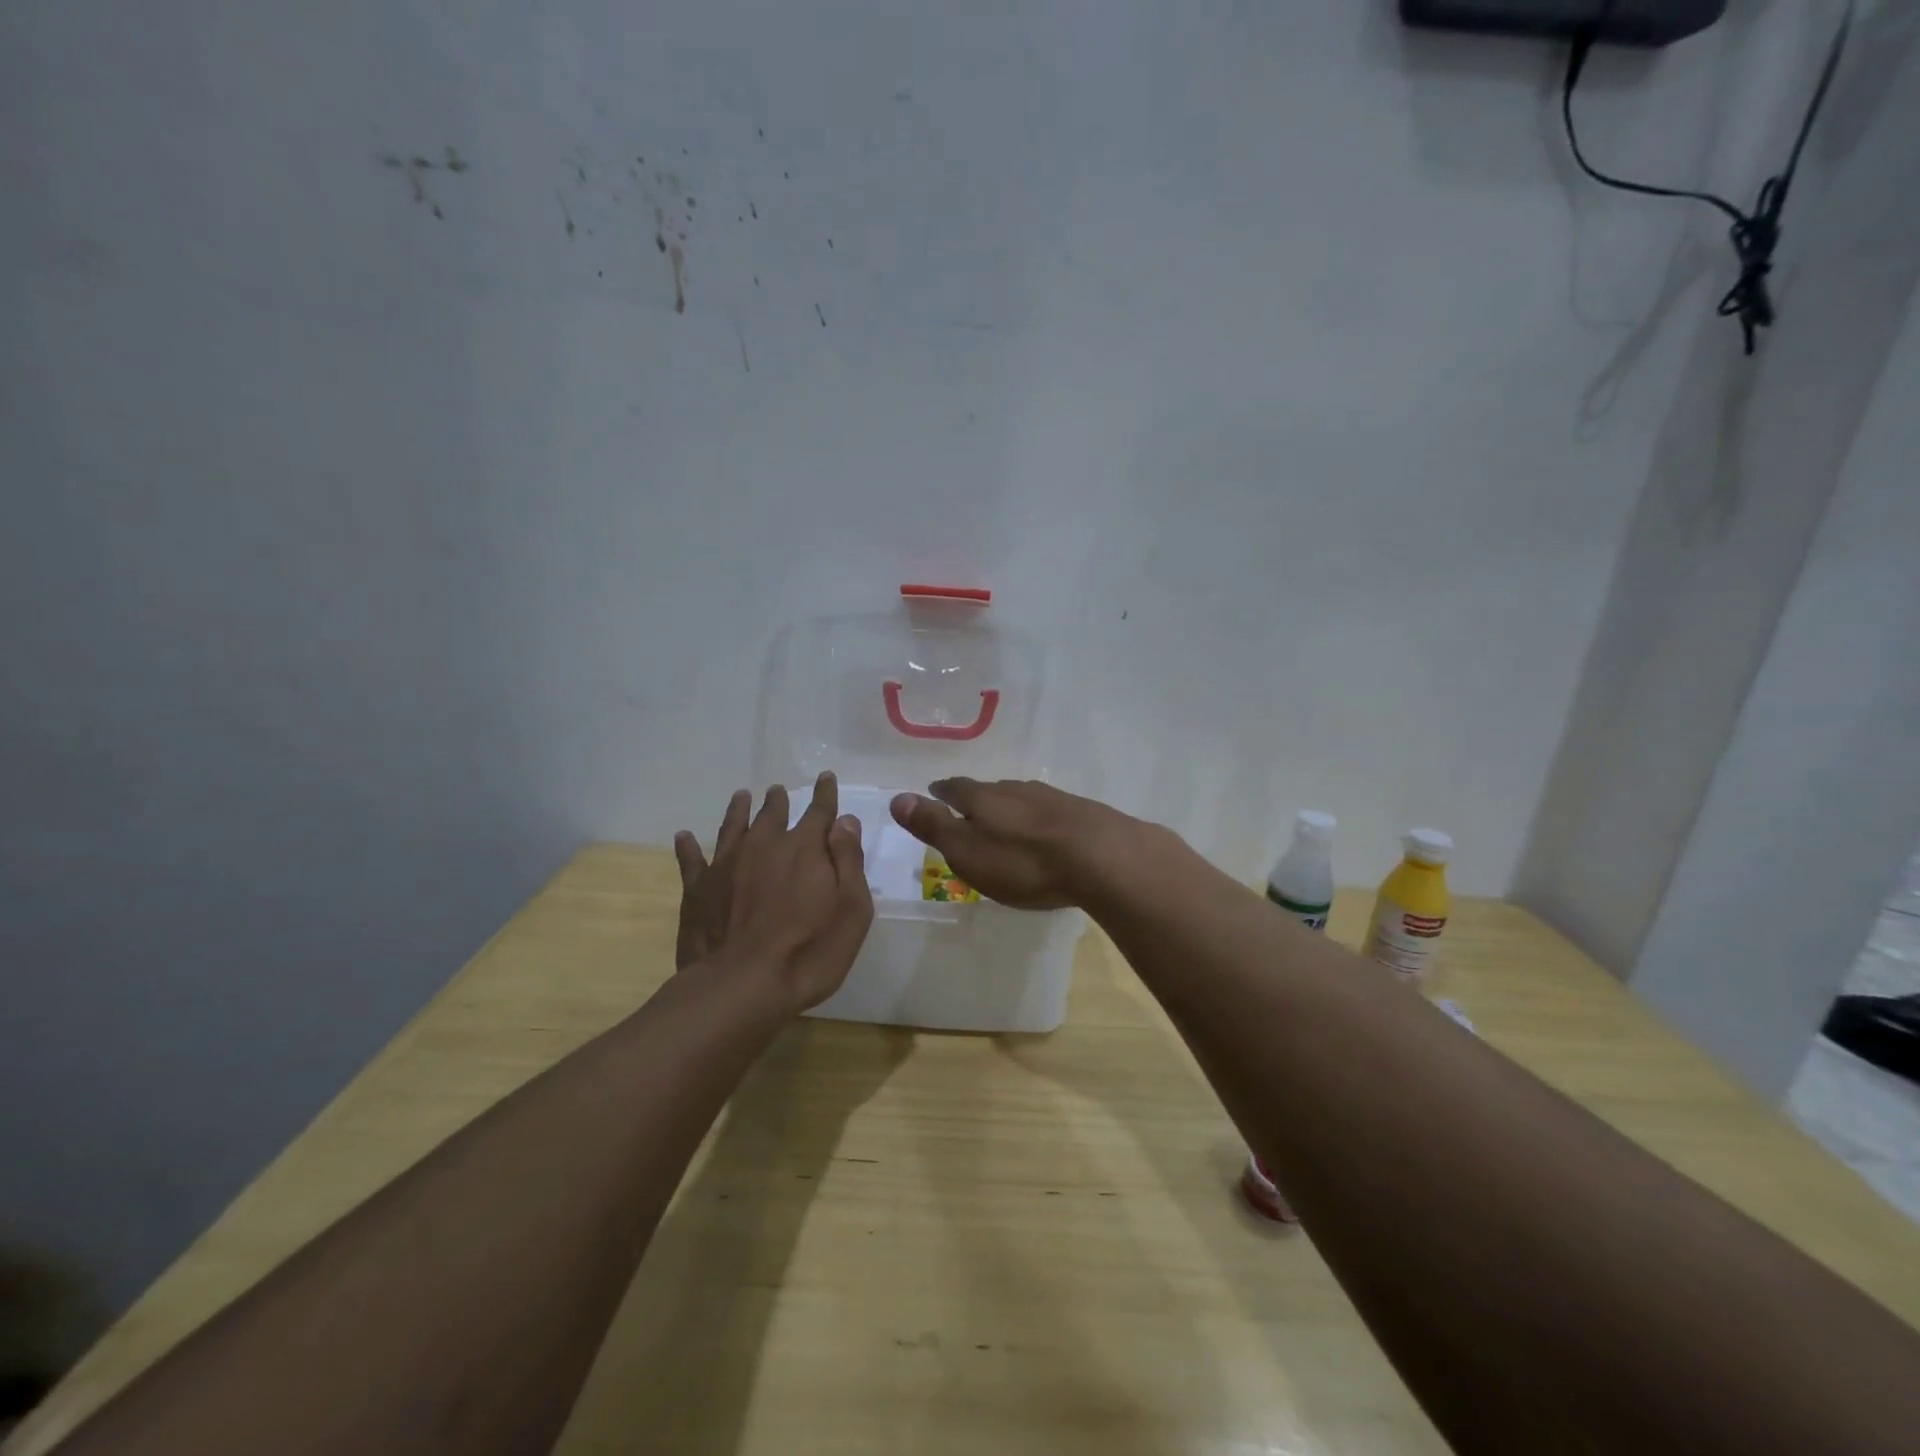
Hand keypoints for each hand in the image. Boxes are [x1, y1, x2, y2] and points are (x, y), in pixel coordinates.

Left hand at [674, 772, 874, 1011]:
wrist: (741, 985)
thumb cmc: (809, 951)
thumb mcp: (851, 909)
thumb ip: (848, 860)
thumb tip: (845, 821)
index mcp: (804, 848)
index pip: (819, 812)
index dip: (825, 794)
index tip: (825, 777)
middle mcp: (764, 845)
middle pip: (772, 814)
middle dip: (779, 800)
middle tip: (778, 791)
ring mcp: (726, 864)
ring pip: (733, 826)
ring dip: (739, 810)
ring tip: (741, 796)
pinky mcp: (698, 889)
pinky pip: (691, 859)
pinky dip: (688, 846)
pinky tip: (683, 837)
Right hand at [887, 778, 1131, 909]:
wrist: (1102, 856)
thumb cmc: (1024, 862)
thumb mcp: (968, 851)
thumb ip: (934, 826)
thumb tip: (897, 798)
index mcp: (983, 798)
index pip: (954, 789)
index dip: (941, 792)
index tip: (933, 793)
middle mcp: (1015, 789)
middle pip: (988, 791)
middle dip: (975, 800)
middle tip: (967, 813)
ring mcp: (1050, 798)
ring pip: (1019, 799)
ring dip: (1008, 809)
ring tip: (1004, 824)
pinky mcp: (1079, 812)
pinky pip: (1048, 812)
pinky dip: (1037, 820)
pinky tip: (1044, 834)